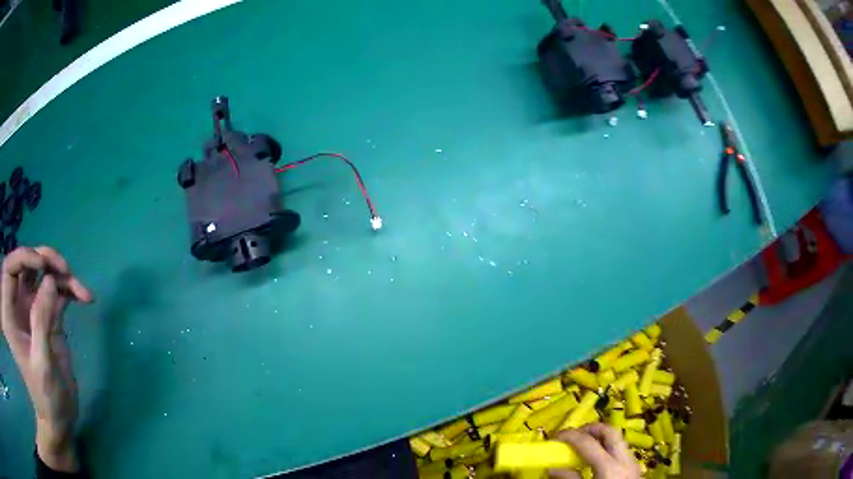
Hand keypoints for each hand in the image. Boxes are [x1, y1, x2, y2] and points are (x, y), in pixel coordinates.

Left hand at [1, 246, 93, 471]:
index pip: (10, 268)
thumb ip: (42, 321)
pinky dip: (71, 290)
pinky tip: (85, 298)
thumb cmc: (45, 396)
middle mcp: (19, 305)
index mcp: (11, 313)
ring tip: (81, 289)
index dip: (23, 257)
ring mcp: (33, 310)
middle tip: (66, 270)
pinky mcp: (49, 317)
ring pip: (44, 275)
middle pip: (28, 265)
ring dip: (62, 275)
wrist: (59, 419)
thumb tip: (50, 281)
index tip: (41, 264)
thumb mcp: (42, 363)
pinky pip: (58, 292)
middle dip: (47, 261)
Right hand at [550, 424, 641, 478]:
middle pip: (609, 431)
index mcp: (609, 467)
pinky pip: (621, 450)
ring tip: (582, 447)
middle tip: (573, 435)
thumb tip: (552, 468)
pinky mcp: (635, 468)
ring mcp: (632, 462)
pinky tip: (596, 461)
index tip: (554, 438)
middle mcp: (624, 459)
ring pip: (618, 439)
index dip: (569, 436)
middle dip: (590, 429)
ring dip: (600, 438)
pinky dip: (607, 448)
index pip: (587, 442)